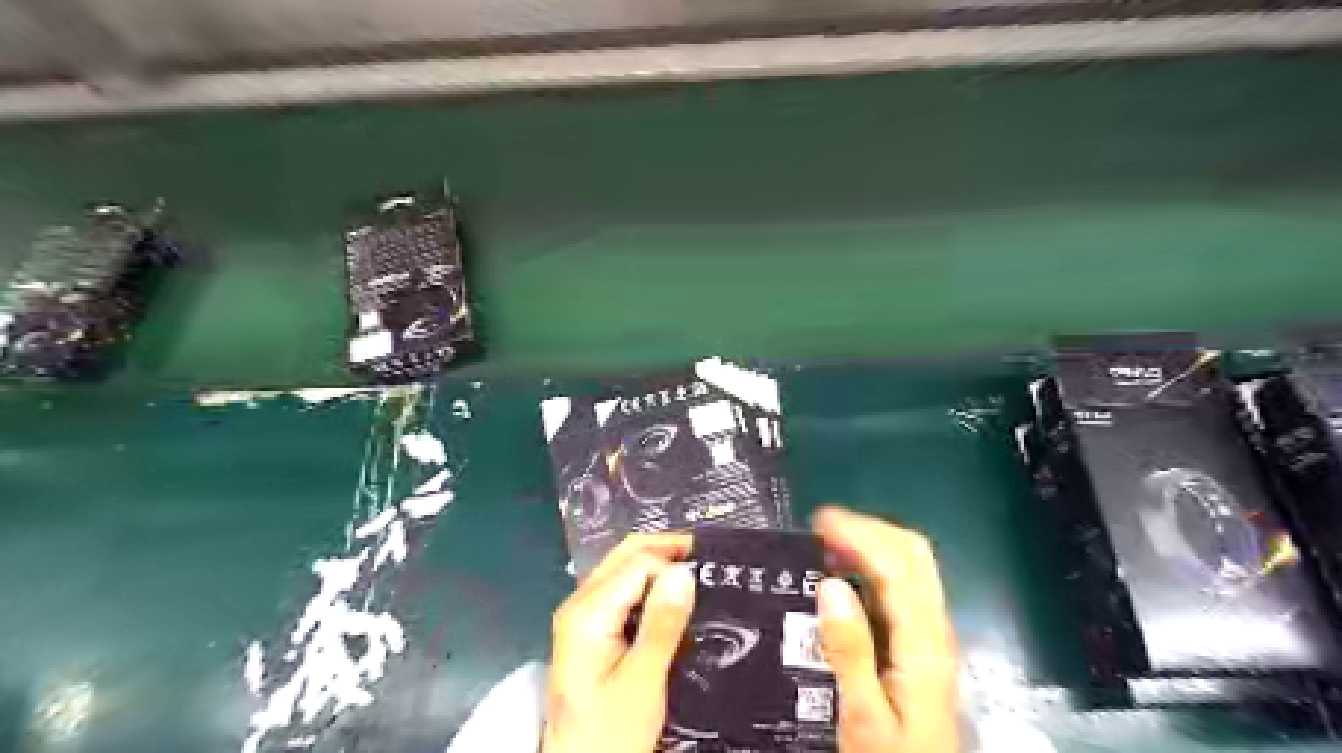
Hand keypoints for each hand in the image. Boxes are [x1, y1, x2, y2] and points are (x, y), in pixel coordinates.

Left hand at [540, 533, 695, 751]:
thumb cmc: (610, 732)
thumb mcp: (643, 681)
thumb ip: (662, 624)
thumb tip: (683, 571)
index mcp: (588, 612)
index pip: (637, 563)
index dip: (672, 564)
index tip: (709, 574)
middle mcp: (578, 603)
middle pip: (624, 556)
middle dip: (665, 550)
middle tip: (706, 559)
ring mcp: (580, 615)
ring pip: (622, 570)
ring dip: (657, 565)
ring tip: (695, 576)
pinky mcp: (587, 630)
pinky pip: (620, 591)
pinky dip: (647, 586)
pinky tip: (670, 598)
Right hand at [812, 505, 958, 752]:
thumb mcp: (863, 717)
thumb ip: (850, 651)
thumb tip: (831, 586)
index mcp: (922, 644)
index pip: (897, 566)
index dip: (859, 534)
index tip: (819, 522)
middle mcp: (935, 629)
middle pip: (913, 555)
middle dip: (869, 529)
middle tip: (823, 529)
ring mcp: (933, 636)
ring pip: (912, 567)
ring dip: (873, 543)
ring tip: (830, 545)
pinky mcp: (924, 646)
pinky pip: (905, 587)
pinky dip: (876, 566)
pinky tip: (848, 578)